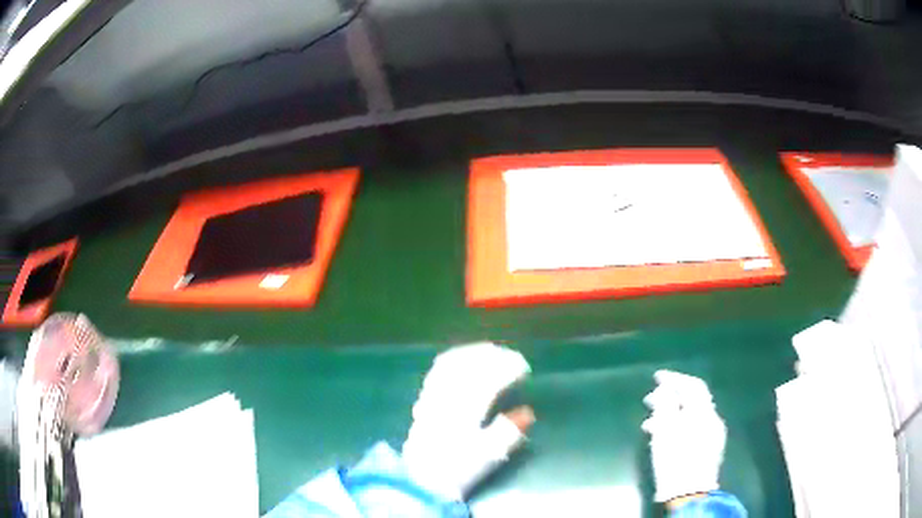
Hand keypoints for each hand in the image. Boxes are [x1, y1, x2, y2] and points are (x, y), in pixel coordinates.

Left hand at [403, 343, 532, 499]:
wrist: (421, 478)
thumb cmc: (458, 468)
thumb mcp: (488, 455)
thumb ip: (508, 432)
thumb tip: (528, 412)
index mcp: (465, 410)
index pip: (489, 379)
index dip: (508, 369)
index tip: (524, 369)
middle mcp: (447, 397)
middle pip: (469, 366)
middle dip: (493, 356)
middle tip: (512, 357)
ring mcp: (433, 395)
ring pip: (453, 363)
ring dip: (474, 353)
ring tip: (492, 353)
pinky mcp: (424, 398)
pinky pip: (439, 369)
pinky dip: (455, 359)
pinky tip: (463, 360)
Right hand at [642, 370, 725, 502]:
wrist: (689, 492)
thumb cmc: (674, 459)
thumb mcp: (665, 429)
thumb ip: (666, 404)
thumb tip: (667, 388)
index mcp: (703, 411)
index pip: (692, 385)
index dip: (674, 378)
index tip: (656, 377)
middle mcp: (712, 418)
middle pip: (692, 399)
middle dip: (670, 397)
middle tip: (649, 401)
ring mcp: (714, 433)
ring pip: (691, 415)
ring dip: (672, 414)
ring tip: (650, 424)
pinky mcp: (711, 448)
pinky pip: (694, 428)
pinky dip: (679, 426)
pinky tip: (665, 437)